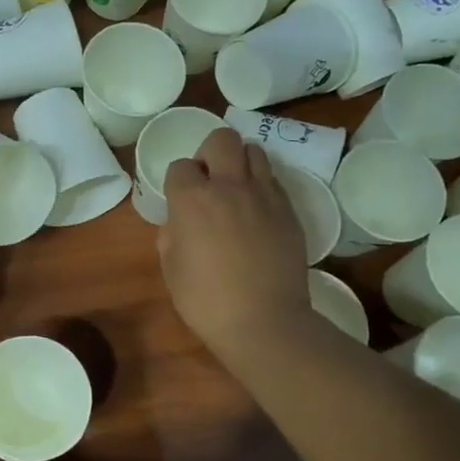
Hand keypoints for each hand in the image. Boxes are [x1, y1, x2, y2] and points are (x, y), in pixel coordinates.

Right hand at [159, 130, 310, 365]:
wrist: (264, 321)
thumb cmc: (206, 300)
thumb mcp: (171, 269)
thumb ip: (171, 235)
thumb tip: (180, 223)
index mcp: (192, 200)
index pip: (180, 166)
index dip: (178, 182)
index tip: (180, 202)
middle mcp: (229, 186)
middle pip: (222, 139)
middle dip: (210, 153)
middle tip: (209, 182)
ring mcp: (264, 195)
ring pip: (254, 151)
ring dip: (240, 164)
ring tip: (236, 191)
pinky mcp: (288, 210)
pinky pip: (273, 181)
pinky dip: (261, 187)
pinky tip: (257, 212)